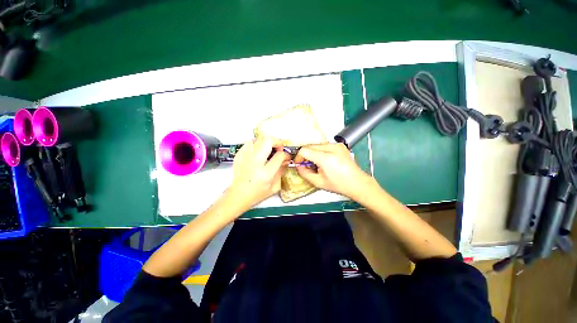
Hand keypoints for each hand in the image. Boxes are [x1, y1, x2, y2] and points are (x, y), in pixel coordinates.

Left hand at [227, 137, 289, 210]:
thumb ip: (281, 172)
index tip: (286, 157)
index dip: (286, 154)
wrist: (238, 195)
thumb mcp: (274, 187)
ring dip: (266, 142)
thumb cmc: (256, 194)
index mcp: (265, 173)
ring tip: (268, 149)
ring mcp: (245, 158)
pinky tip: (258, 151)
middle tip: (279, 148)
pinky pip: (248, 143)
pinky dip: (255, 144)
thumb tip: (285, 161)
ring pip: (258, 140)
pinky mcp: (239, 156)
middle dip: (277, 142)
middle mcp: (255, 163)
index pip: (279, 156)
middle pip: (267, 141)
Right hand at [294, 143, 372, 198]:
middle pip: (310, 146)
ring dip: (312, 153)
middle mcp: (332, 147)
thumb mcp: (318, 182)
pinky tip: (323, 161)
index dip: (298, 157)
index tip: (298, 164)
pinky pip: (323, 146)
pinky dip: (319, 152)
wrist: (357, 182)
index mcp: (326, 158)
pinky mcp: (339, 145)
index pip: (305, 150)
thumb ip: (304, 173)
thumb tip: (298, 166)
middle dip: (304, 155)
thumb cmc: (339, 184)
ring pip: (316, 145)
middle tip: (305, 165)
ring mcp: (337, 145)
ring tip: (315, 164)